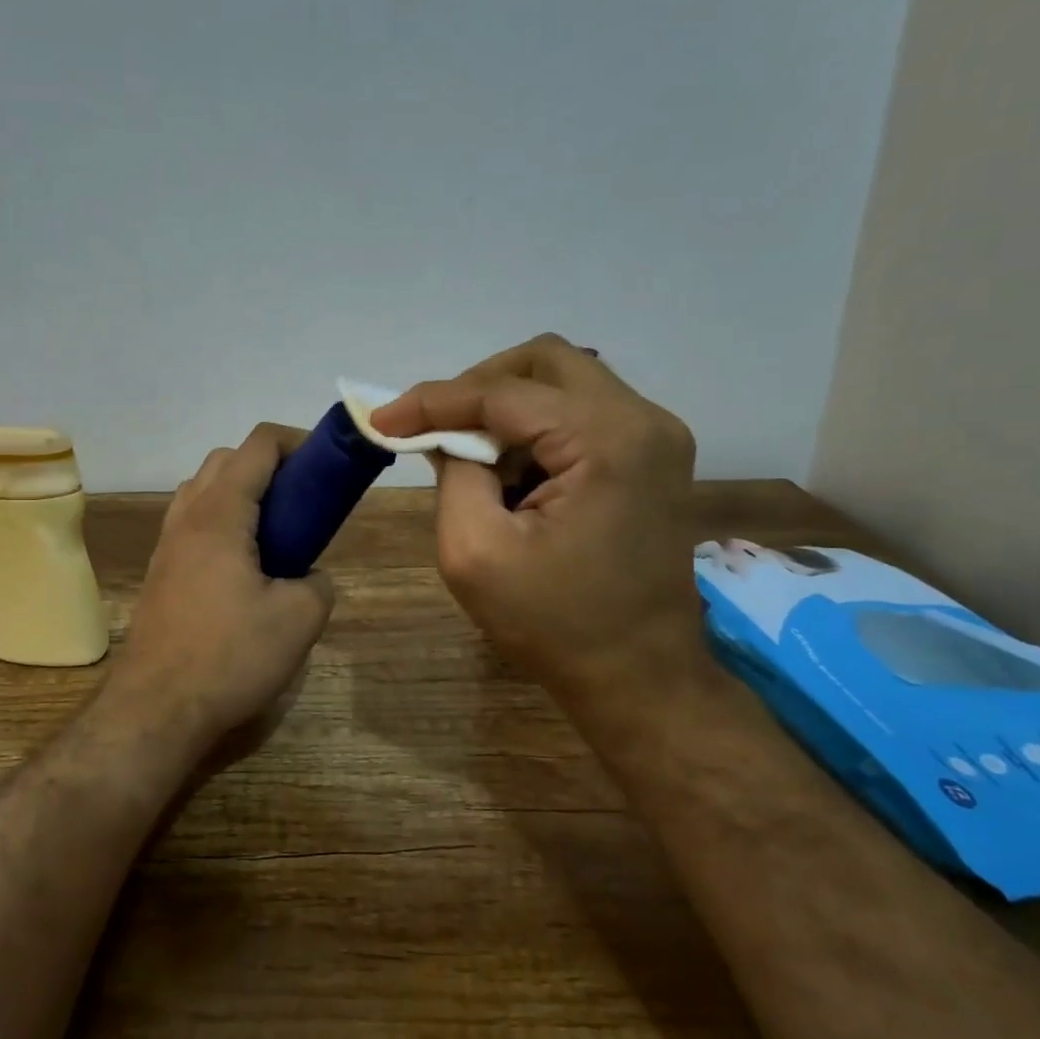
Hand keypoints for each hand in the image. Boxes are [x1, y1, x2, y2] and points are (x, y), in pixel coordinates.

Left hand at [113, 423, 335, 754]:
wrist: (156, 709)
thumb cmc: (230, 657)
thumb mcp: (299, 620)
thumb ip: (318, 583)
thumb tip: (309, 576)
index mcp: (221, 514)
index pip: (258, 445)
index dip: (298, 442)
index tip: (328, 466)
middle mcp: (187, 517)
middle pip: (226, 459)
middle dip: (269, 465)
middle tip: (303, 500)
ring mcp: (167, 544)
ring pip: (203, 489)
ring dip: (240, 492)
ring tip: (274, 531)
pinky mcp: (160, 572)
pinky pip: (192, 523)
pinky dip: (222, 521)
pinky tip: (244, 565)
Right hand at [371, 334, 712, 712]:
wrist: (640, 677)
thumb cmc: (554, 625)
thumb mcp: (475, 552)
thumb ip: (453, 475)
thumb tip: (446, 436)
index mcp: (606, 440)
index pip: (504, 392)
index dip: (435, 400)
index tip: (383, 419)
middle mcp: (643, 420)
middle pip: (545, 361)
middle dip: (479, 387)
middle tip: (437, 428)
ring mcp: (656, 437)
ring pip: (565, 382)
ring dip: (509, 410)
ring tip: (474, 459)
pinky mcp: (652, 457)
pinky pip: (582, 413)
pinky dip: (537, 430)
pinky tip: (514, 474)